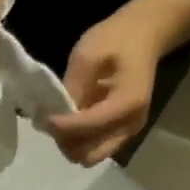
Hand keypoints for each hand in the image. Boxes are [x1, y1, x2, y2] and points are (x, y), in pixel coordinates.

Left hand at [42, 0, 187, 165]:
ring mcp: (128, 131)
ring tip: (60, 122)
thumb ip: (72, 86)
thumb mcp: (88, 52)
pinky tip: (71, 122)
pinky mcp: (122, 132)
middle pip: (89, 154)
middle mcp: (131, 124)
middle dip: (66, 142)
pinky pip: (95, 148)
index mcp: (128, 102)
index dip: (61, 126)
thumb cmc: (118, 37)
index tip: (43, 117)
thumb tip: (54, 114)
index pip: (88, 127)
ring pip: (90, 156)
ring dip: (71, 144)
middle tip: (52, 122)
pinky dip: (79, 141)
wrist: (146, 33)